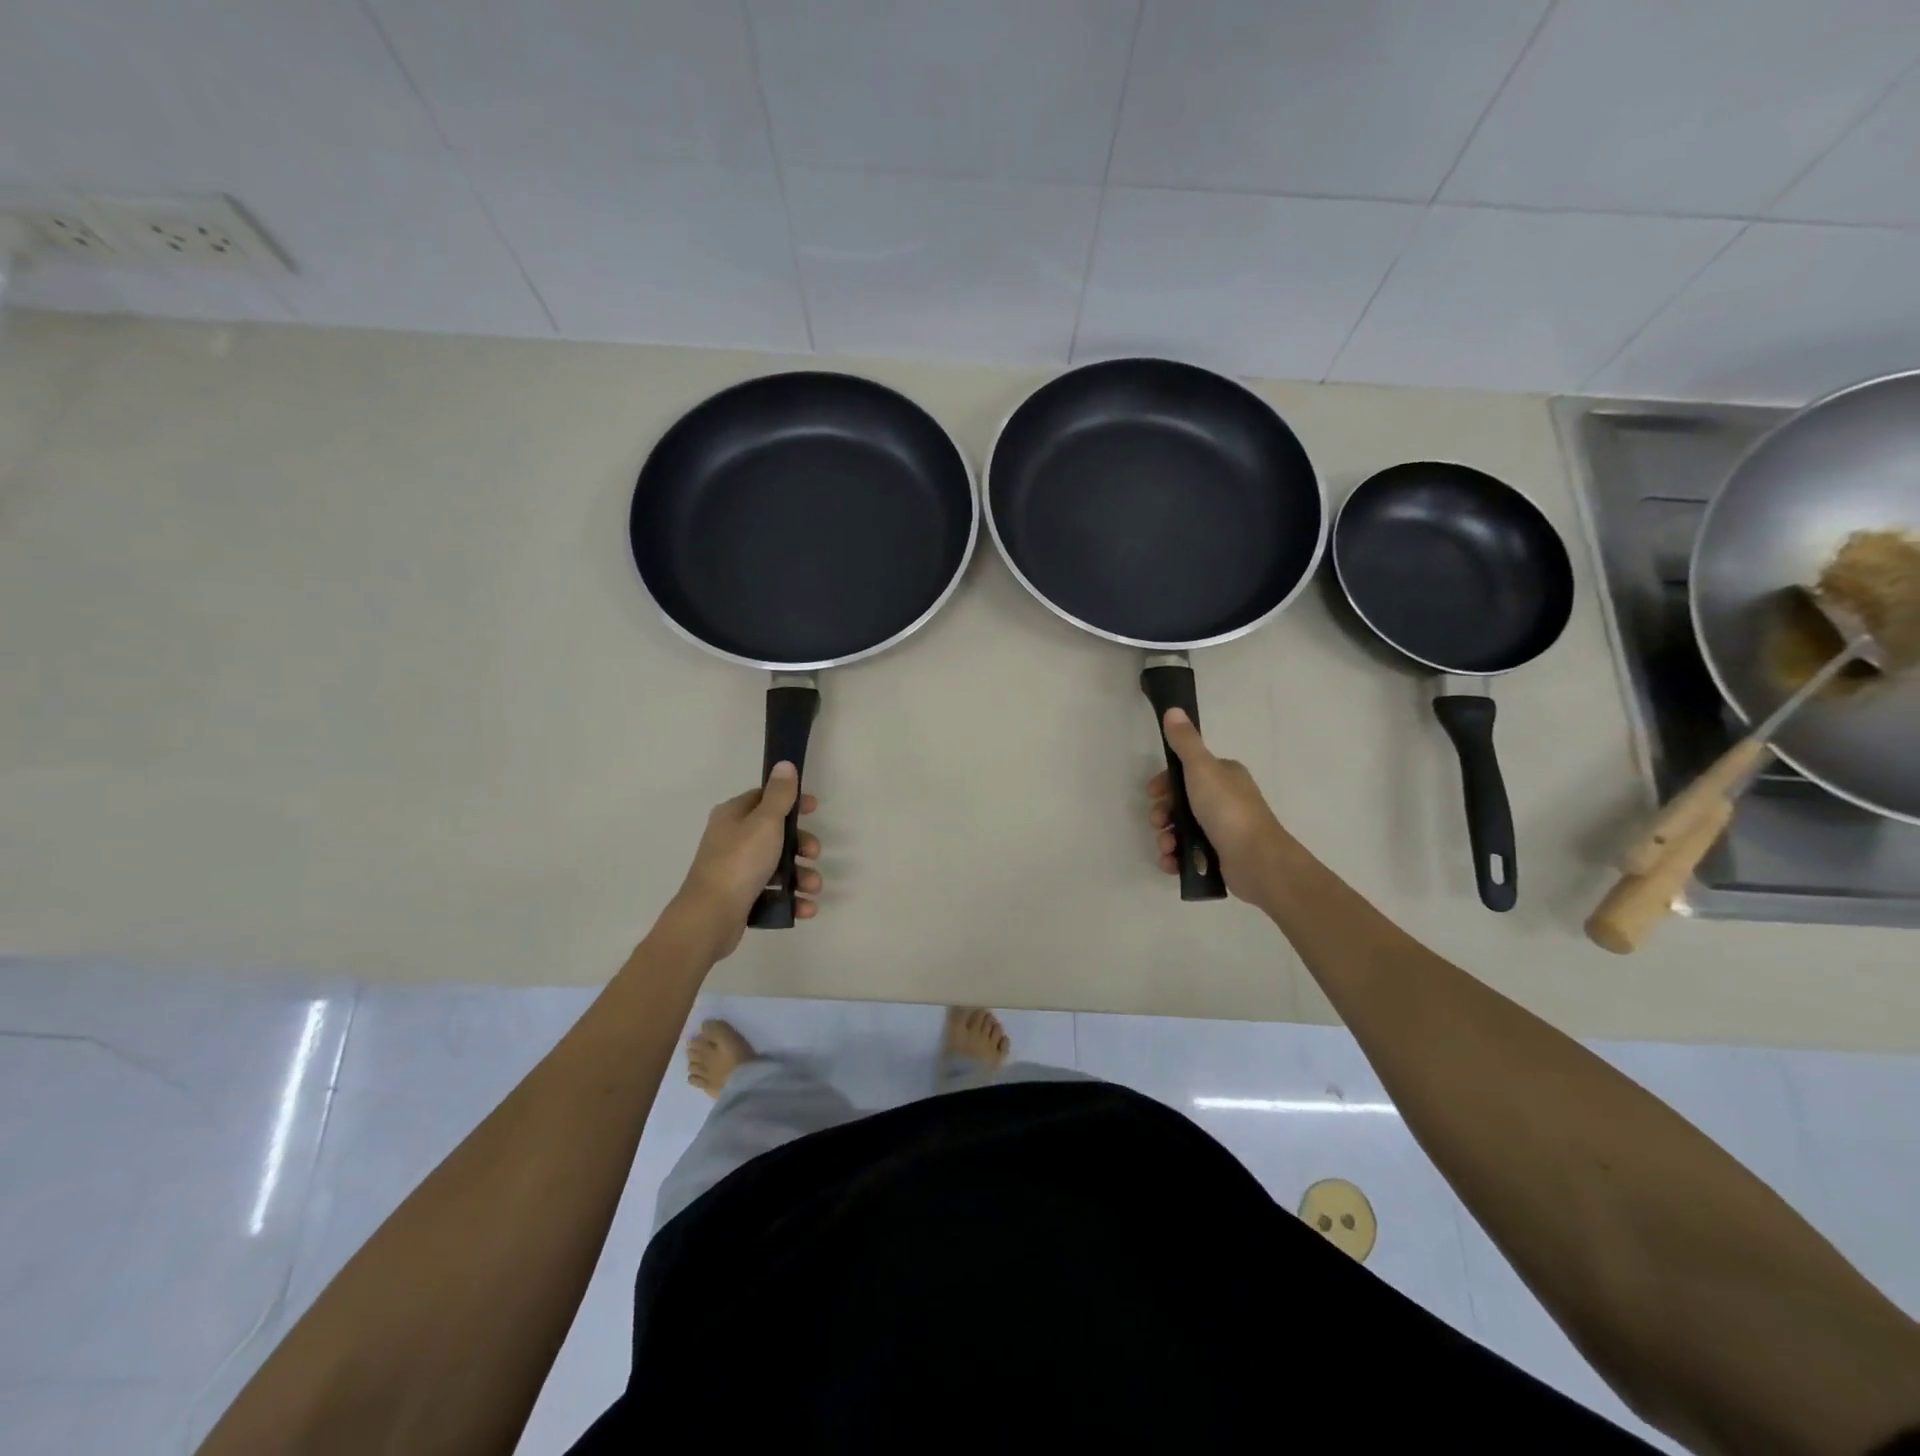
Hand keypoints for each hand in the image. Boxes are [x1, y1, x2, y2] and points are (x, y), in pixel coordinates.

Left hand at [671, 763, 821, 958]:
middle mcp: (732, 839)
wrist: (710, 917)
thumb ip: (779, 795)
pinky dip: (791, 898)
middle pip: (776, 834)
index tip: (814, 809)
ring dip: (801, 876)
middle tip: (813, 854)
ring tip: (813, 888)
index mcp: (733, 816)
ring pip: (777, 866)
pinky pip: (773, 892)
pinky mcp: (741, 897)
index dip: (791, 801)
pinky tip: (806, 907)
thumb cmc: (739, 862)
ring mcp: (735, 870)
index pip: (764, 798)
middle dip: (801, 845)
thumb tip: (784, 764)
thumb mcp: (765, 822)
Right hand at [1148, 709, 1291, 910]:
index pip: (1186, 772)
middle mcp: (1224, 799)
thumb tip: (1173, 710)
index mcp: (1224, 775)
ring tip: (1167, 849)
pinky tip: (1171, 863)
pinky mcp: (1220, 855)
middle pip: (1181, 802)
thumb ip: (1185, 742)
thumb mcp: (1201, 768)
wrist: (1256, 860)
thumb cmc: (1227, 809)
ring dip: (1166, 839)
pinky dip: (1176, 858)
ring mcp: (1223, 829)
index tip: (1152, 793)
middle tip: (1158, 823)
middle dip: (1163, 814)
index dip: (1165, 782)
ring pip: (1182, 829)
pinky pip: (1189, 854)